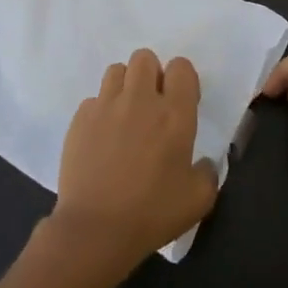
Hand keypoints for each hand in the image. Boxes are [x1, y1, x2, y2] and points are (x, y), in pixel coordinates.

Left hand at [49, 48, 219, 271]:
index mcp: (174, 114)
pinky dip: (101, 111)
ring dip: (125, 86)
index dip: (183, 80)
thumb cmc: (152, 213)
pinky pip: (93, 99)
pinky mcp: (79, 119)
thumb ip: (208, 172)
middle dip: (151, 74)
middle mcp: (140, 100)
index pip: (181, 67)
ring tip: (126, 115)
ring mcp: (106, 106)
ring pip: (116, 70)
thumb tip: (204, 163)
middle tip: (152, 105)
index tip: (181, 103)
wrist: (95, 230)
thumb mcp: (199, 199)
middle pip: (145, 58)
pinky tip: (102, 138)